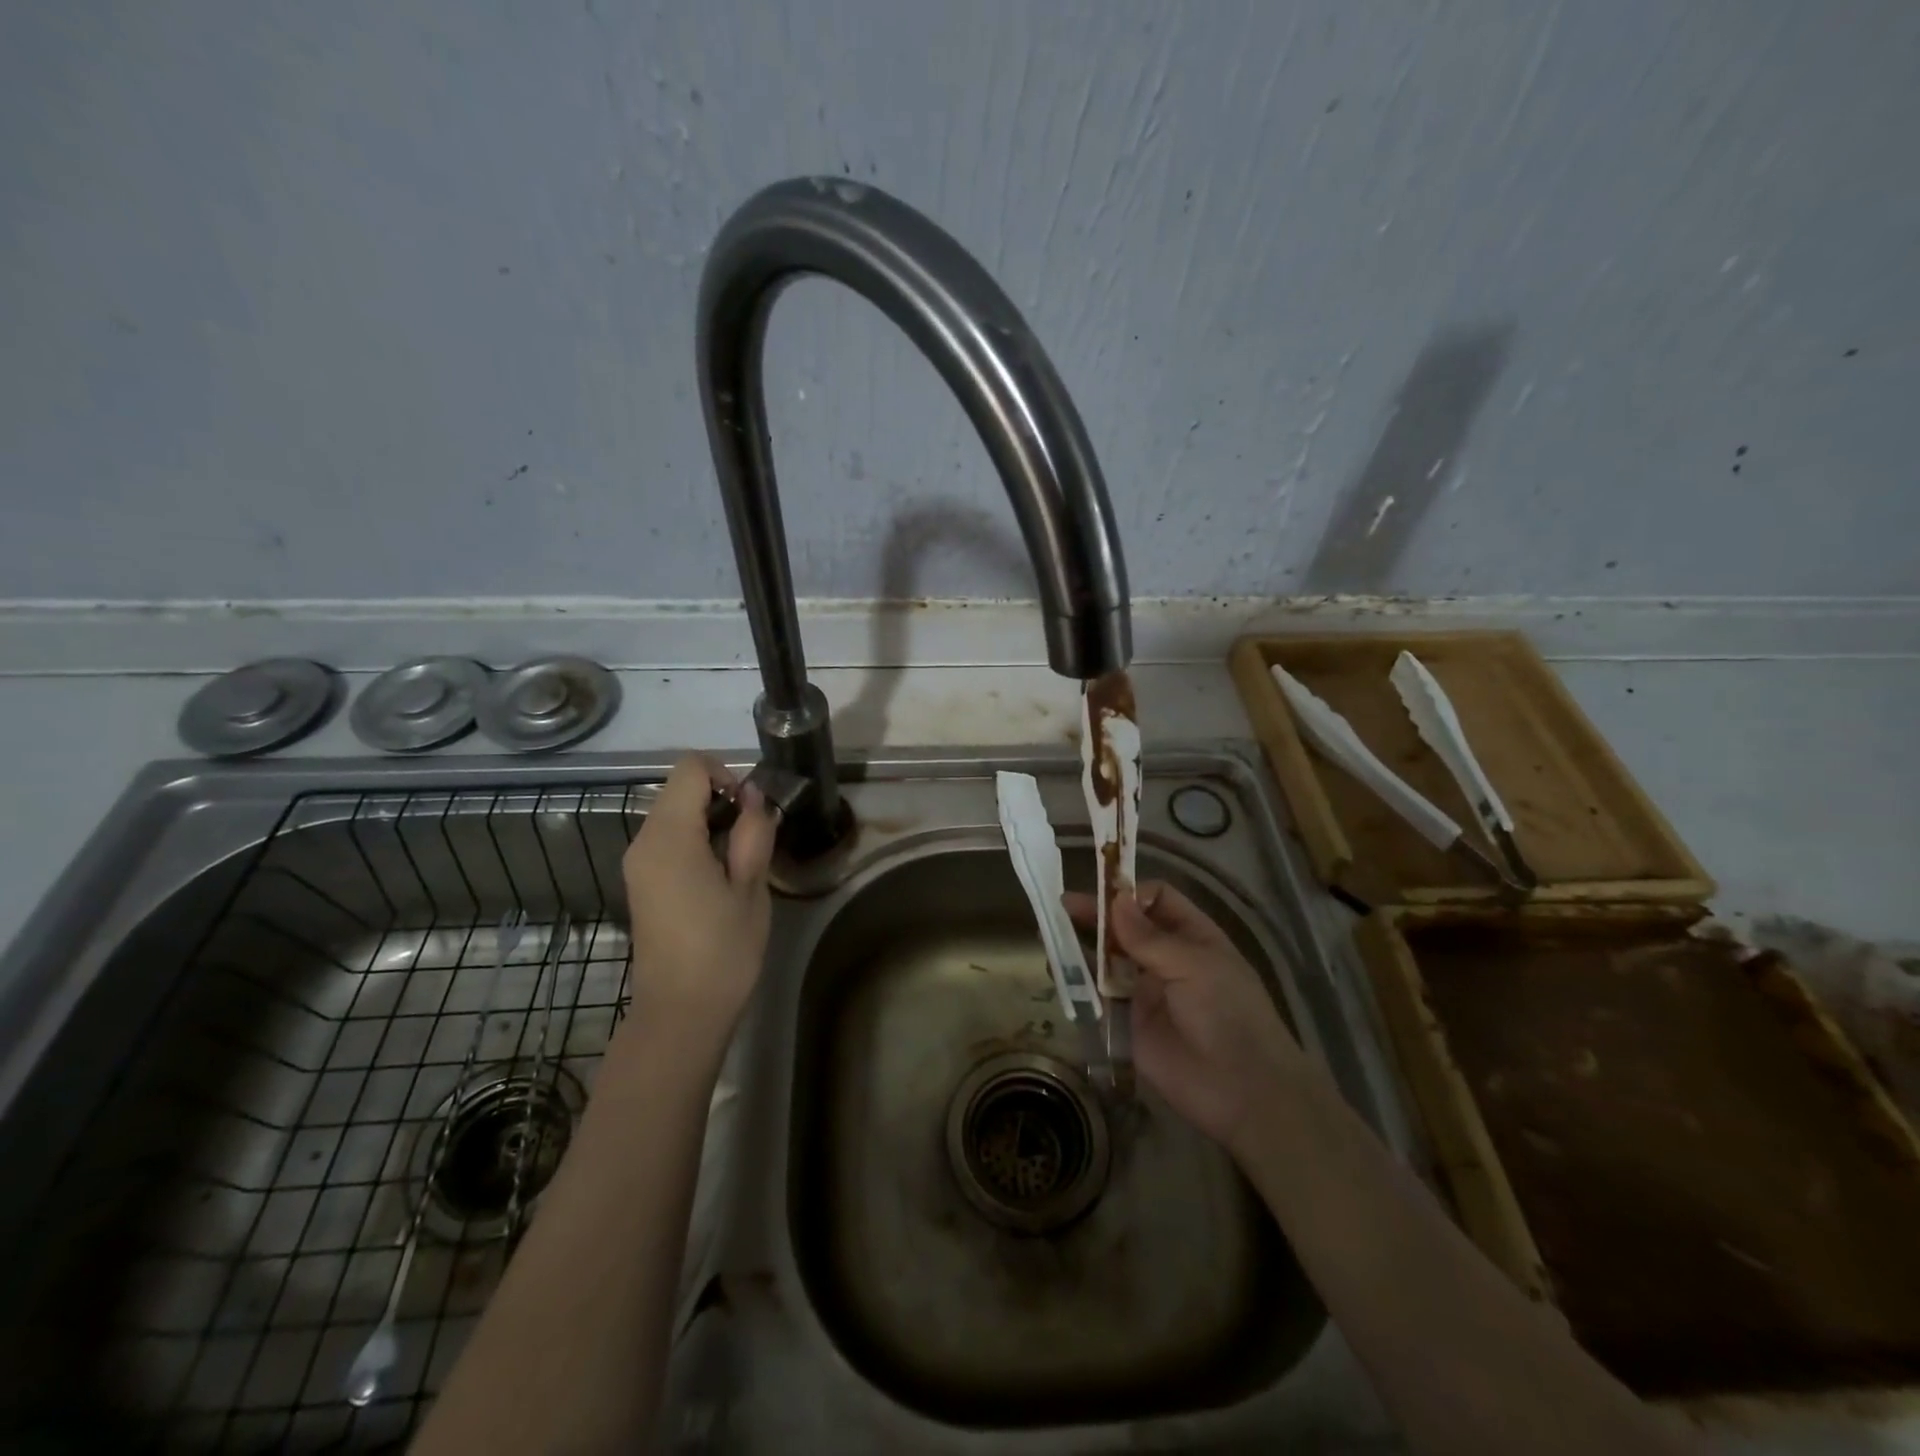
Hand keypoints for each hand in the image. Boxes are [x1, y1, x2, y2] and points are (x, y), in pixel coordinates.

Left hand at [619, 755, 777, 1048]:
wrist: (681, 1013)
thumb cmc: (723, 949)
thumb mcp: (751, 887)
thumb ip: (752, 832)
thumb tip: (752, 797)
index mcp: (669, 837)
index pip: (690, 768)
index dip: (726, 775)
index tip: (751, 810)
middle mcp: (643, 842)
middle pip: (679, 789)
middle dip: (720, 799)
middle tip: (753, 838)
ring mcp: (637, 863)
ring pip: (673, 813)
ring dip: (709, 821)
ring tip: (740, 860)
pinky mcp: (641, 882)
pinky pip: (667, 840)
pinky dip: (695, 840)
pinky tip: (720, 876)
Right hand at [1065, 882, 1306, 1159]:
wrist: (1241, 1091)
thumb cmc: (1228, 1014)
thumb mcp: (1194, 966)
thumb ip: (1149, 937)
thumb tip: (1115, 900)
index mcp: (1192, 936)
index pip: (1156, 899)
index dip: (1130, 893)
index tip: (1101, 892)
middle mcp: (1166, 957)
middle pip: (1126, 926)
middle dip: (1098, 915)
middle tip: (1063, 907)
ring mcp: (1145, 990)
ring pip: (1108, 958)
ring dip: (1083, 945)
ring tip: (1053, 935)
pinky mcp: (1127, 1021)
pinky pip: (1099, 995)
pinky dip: (1079, 981)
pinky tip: (1059, 971)